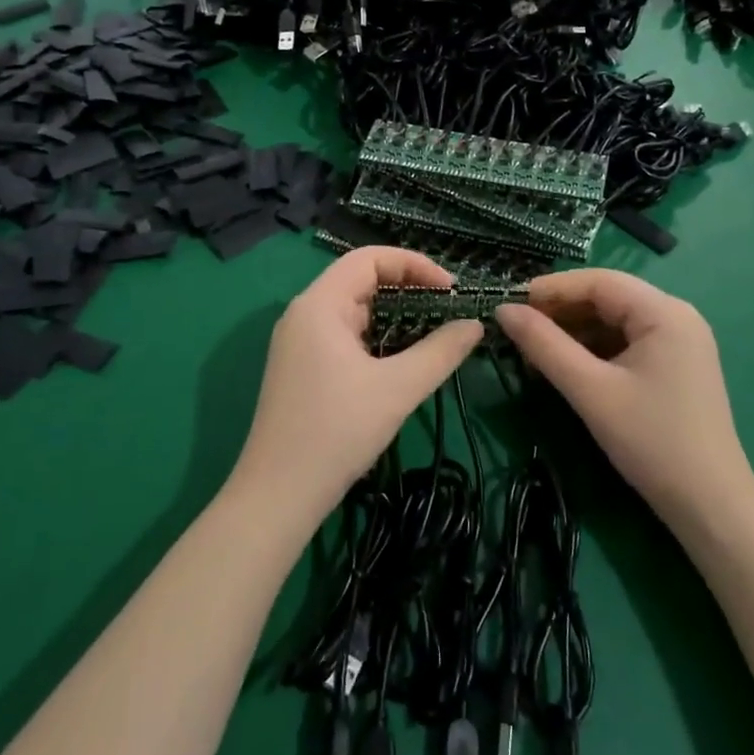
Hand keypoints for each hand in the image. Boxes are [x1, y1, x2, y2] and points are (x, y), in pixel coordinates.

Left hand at [229, 247, 483, 525]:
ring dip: (393, 314)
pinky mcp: (301, 367)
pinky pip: (344, 334)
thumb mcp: (397, 389)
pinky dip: (376, 336)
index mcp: (319, 304)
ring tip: (432, 333)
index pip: (369, 258)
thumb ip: (440, 352)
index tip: (451, 290)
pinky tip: (400, 359)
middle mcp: (304, 313)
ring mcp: (299, 341)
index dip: (414, 265)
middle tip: (447, 310)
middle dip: (407, 288)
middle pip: (360, 279)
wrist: (278, 495)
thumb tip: (475, 325)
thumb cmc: (337, 432)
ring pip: (353, 309)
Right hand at [495, 270, 753, 529]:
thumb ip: (544, 345)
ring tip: (534, 352)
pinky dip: (594, 350)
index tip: (510, 304)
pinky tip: (566, 367)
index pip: (598, 281)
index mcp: (664, 312)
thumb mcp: (590, 390)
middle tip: (518, 330)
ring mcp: (679, 342)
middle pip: (607, 298)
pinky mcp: (675, 366)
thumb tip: (503, 310)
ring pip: (614, 321)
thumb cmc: (651, 441)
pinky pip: (626, 343)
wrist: (711, 507)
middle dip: (561, 312)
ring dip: (574, 332)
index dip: (551, 288)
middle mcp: (676, 316)